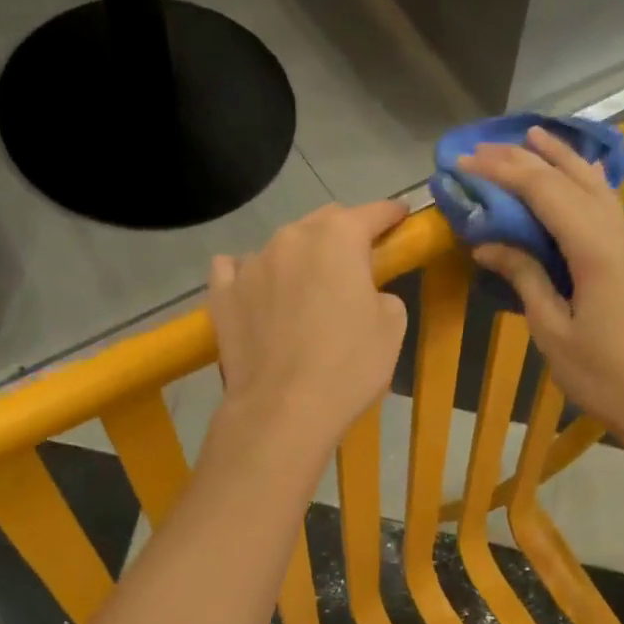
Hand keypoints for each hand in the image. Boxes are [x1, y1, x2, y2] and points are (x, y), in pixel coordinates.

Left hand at [207, 201, 408, 464]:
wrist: (284, 410)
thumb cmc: (349, 366)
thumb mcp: (392, 328)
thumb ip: (381, 293)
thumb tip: (364, 293)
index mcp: (338, 238)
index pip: (372, 213)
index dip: (390, 215)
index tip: (401, 218)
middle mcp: (290, 238)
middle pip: (322, 223)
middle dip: (343, 234)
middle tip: (355, 262)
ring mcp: (250, 263)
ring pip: (280, 247)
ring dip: (298, 259)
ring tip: (305, 289)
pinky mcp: (222, 293)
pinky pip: (236, 269)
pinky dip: (251, 275)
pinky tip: (258, 293)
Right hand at [465, 128, 623, 437]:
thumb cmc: (598, 373)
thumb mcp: (551, 329)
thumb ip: (525, 276)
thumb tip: (489, 244)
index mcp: (594, 250)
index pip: (544, 192)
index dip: (503, 172)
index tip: (466, 162)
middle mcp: (616, 233)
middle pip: (569, 178)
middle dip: (525, 158)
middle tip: (485, 147)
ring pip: (594, 184)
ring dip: (561, 158)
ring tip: (530, 138)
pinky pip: (606, 203)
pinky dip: (583, 181)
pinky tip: (575, 174)